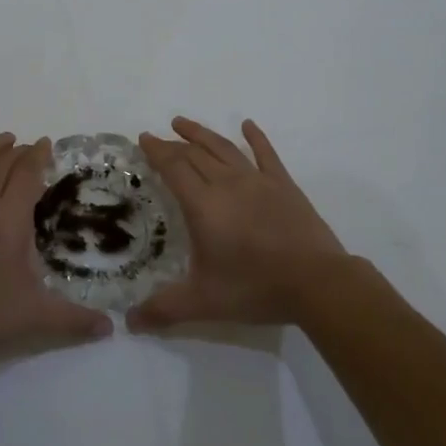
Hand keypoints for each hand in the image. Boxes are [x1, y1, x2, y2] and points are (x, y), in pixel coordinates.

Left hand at [0, 131, 112, 361]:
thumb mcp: (33, 317)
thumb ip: (73, 319)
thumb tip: (110, 328)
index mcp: (8, 221)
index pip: (27, 175)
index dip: (38, 156)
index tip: (46, 145)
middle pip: (2, 164)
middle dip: (19, 151)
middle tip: (29, 148)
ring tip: (3, 139)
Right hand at [130, 117, 346, 329]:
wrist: (316, 282)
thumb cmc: (255, 287)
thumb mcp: (203, 303)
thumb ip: (164, 309)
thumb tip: (129, 323)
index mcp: (203, 205)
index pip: (174, 168)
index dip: (157, 152)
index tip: (143, 138)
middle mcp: (227, 184)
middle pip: (195, 154)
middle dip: (173, 143)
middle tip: (158, 136)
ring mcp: (258, 180)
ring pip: (224, 148)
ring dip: (202, 133)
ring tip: (183, 122)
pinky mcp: (284, 185)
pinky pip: (266, 154)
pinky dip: (256, 137)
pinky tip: (248, 125)